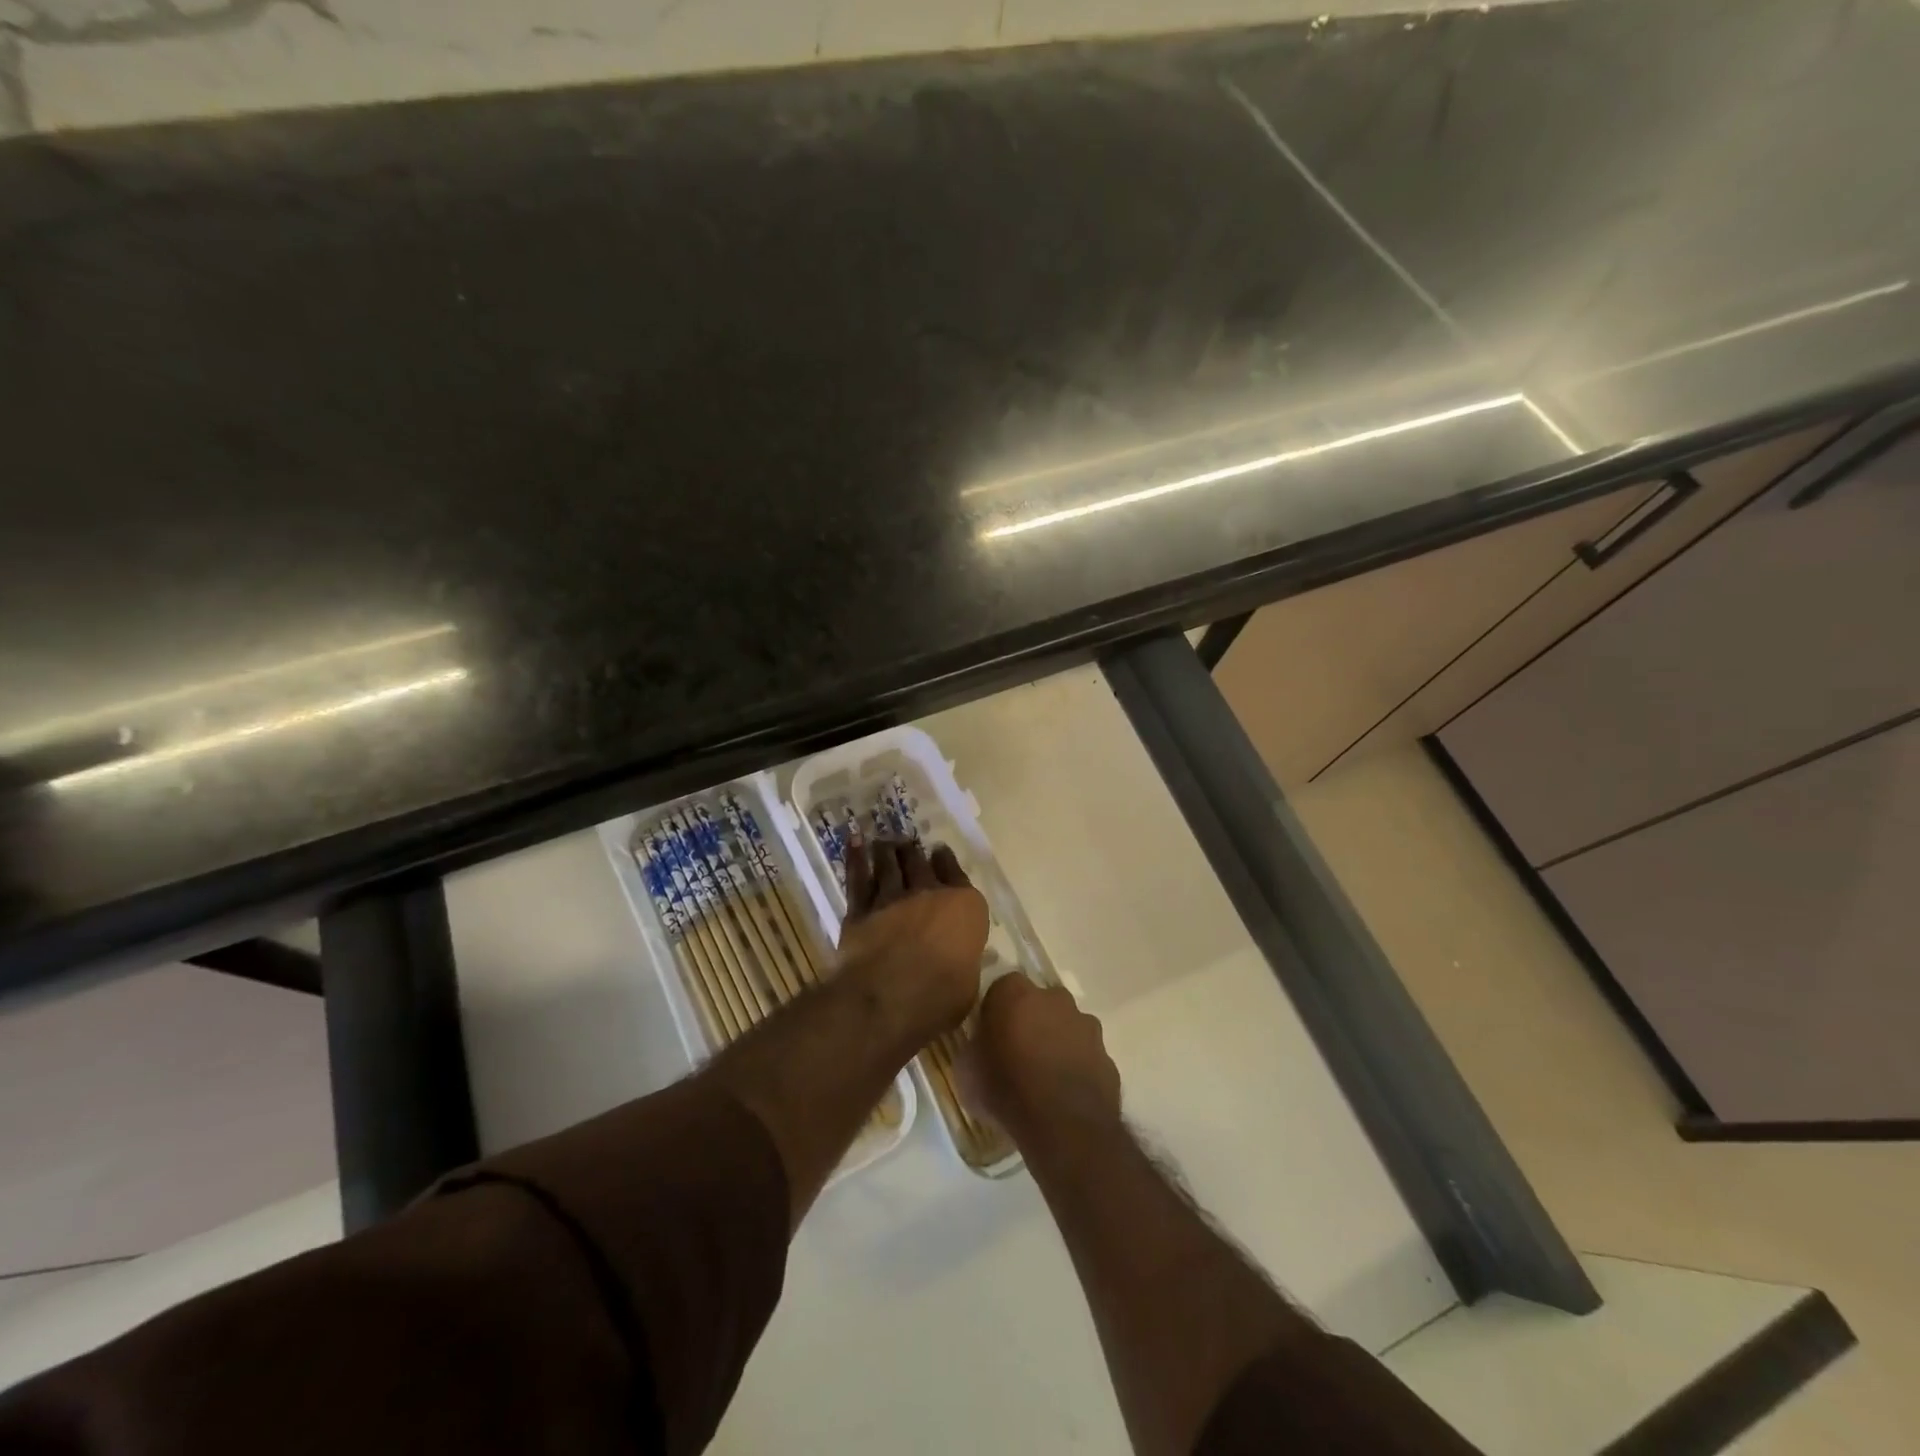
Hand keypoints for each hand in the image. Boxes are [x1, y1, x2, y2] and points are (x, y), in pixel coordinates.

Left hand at [837, 838, 988, 1038]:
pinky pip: (858, 879)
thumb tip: (958, 959)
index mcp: (965, 907)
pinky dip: (856, 858)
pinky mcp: (861, 910)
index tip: (940, 851)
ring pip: (889, 866)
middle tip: (907, 844)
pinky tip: (854, 842)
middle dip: (914, 853)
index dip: (947, 861)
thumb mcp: (969, 980)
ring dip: (886, 851)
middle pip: (920, 865)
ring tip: (883, 842)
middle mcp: (930, 894)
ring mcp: (893, 898)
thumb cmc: (942, 995)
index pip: (957, 875)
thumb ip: (963, 960)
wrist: (891, 995)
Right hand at [966, 973, 1121, 1147]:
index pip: (1002, 987)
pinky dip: (1076, 1065)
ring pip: (1066, 1025)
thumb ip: (974, 1047)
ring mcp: (1086, 1025)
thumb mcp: (968, 1071)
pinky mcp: (1106, 1054)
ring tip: (1043, 1076)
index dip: (996, 1009)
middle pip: (1038, 1001)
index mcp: (1016, 994)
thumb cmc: (1007, 1092)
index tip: (990, 1033)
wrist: (1065, 1128)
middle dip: (1030, 1019)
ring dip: (1056, 1041)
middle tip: (1017, 1052)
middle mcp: (1055, 998)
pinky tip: (1065, 1093)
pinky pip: (1085, 1053)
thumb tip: (978, 1045)